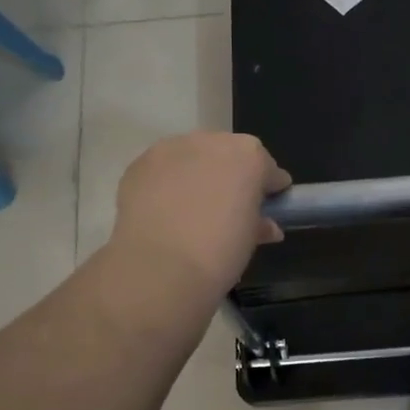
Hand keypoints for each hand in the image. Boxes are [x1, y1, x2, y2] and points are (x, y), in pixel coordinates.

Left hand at [111, 132, 290, 293]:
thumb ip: (260, 223)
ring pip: (193, 157)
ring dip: (197, 175)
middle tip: (227, 208)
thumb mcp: (250, 239)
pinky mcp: (140, 163)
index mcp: (249, 156)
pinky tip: (164, 210)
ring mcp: (172, 149)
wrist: (160, 267)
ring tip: (191, 208)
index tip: (267, 208)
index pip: (268, 169)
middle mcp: (212, 142)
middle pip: (229, 155)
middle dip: (231, 176)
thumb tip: (264, 225)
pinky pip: (163, 169)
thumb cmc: (220, 252)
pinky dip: (167, 183)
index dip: (269, 189)